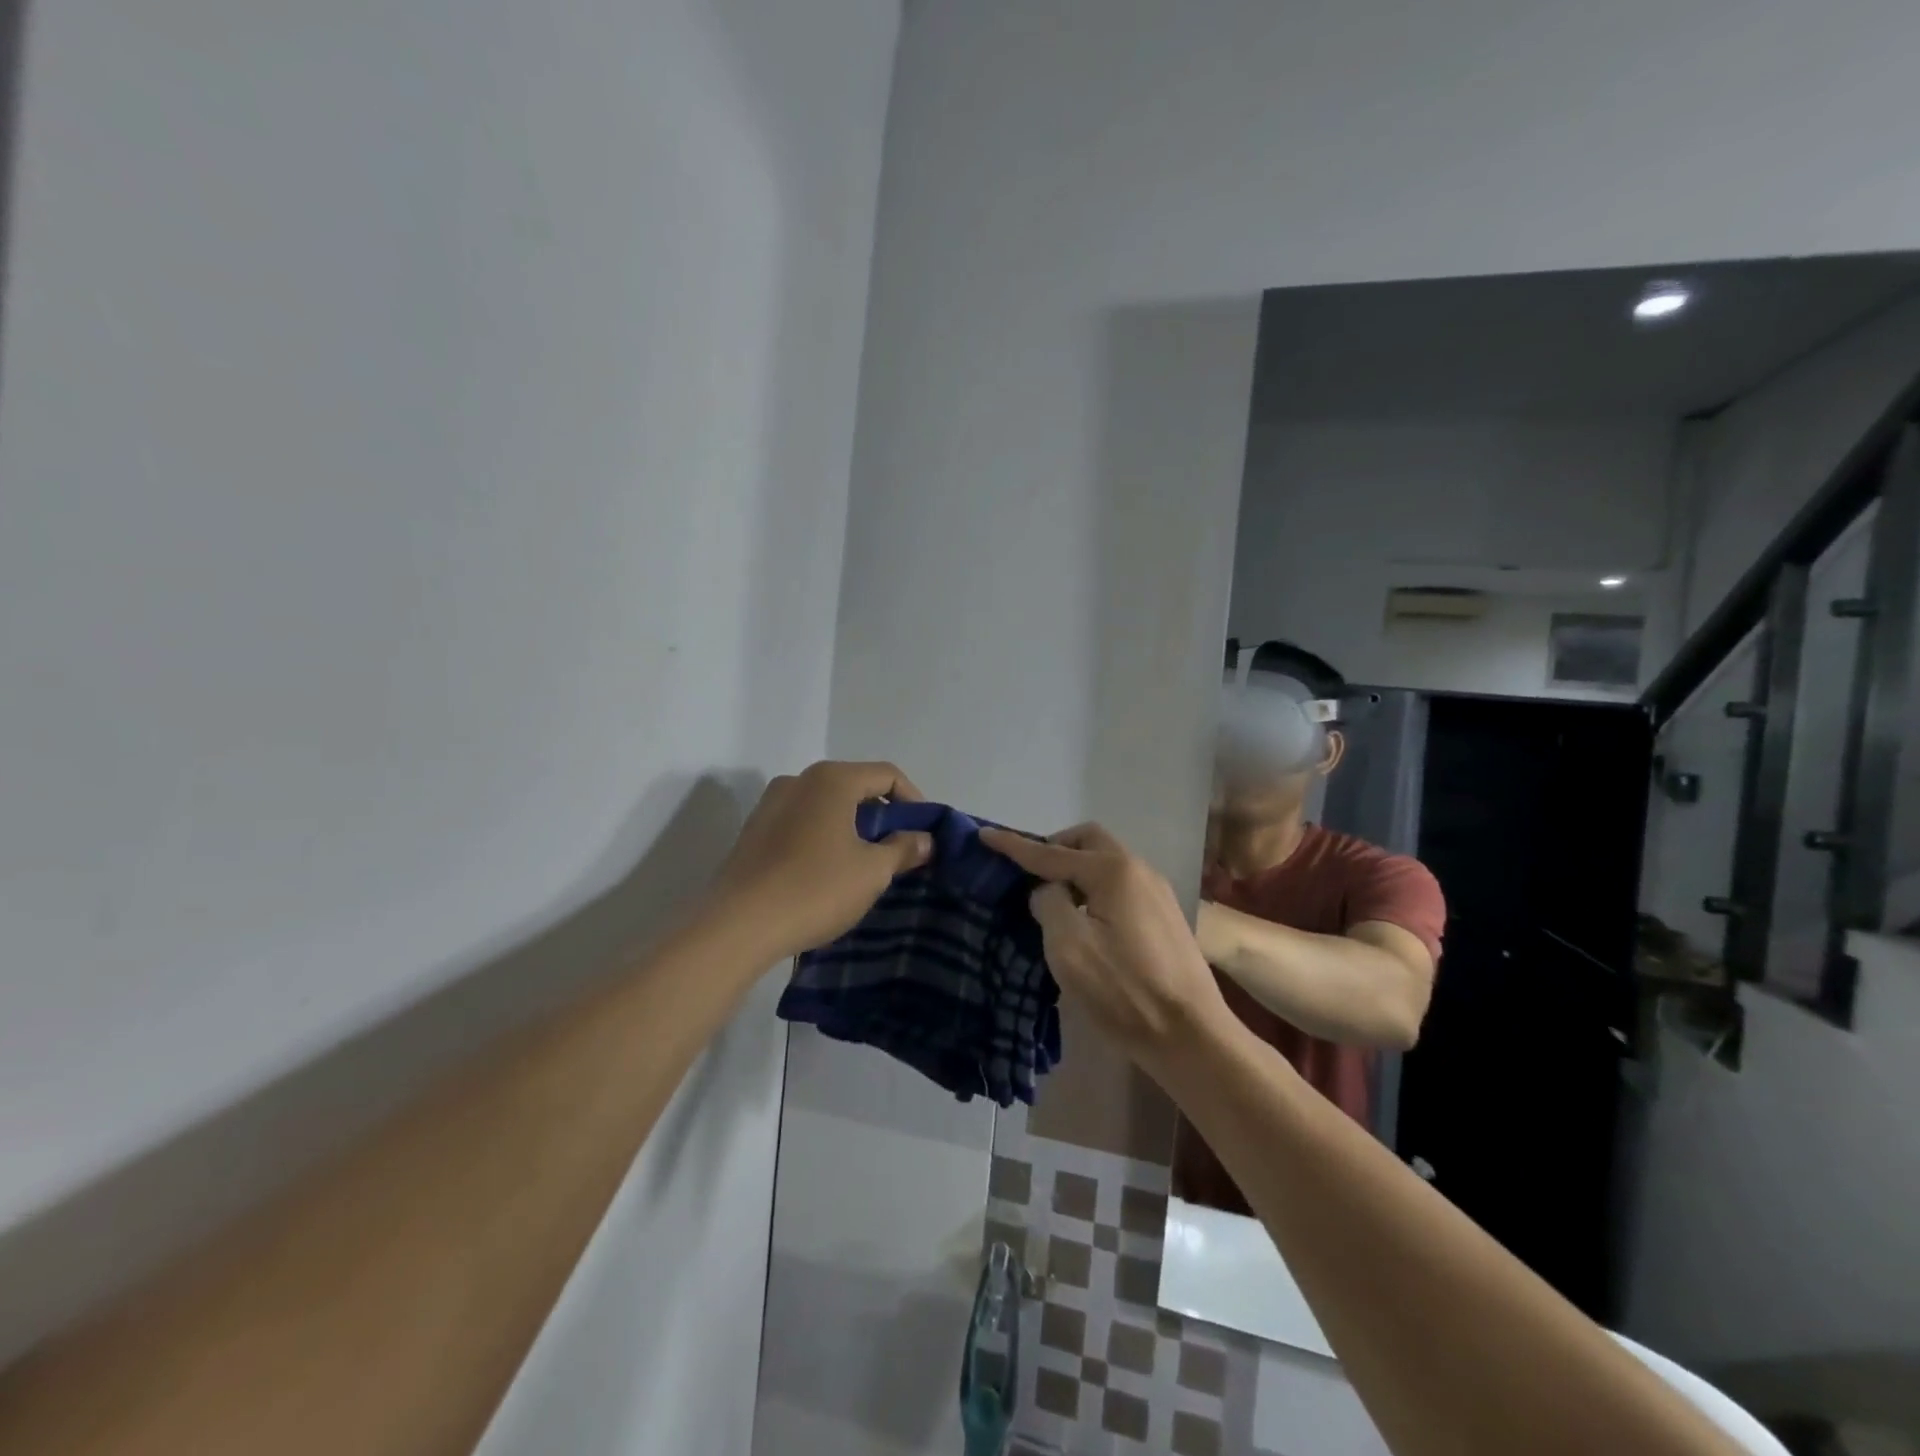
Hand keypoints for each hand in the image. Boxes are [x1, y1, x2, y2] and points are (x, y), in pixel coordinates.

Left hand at [709, 761, 933, 961]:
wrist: (737, 927)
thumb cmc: (815, 889)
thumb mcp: (873, 871)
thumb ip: (904, 848)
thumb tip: (924, 839)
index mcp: (831, 779)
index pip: (887, 775)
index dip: (914, 801)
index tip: (923, 834)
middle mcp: (798, 780)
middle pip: (855, 786)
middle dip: (883, 816)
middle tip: (899, 850)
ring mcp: (770, 804)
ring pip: (826, 805)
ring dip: (853, 827)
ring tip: (865, 864)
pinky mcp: (754, 831)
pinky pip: (802, 822)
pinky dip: (824, 837)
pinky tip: (828, 872)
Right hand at [980, 823, 1227, 1063]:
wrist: (1190, 1035)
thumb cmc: (1124, 990)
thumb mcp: (1069, 947)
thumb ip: (1048, 903)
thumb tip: (1048, 890)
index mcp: (1113, 871)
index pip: (1051, 852)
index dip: (1014, 846)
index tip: (984, 835)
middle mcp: (1138, 870)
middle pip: (1088, 842)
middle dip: (1054, 848)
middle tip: (1029, 872)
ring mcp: (1156, 892)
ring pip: (1107, 862)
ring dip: (1076, 869)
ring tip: (1053, 898)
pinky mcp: (1164, 916)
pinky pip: (1120, 885)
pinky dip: (1094, 888)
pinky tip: (1085, 918)